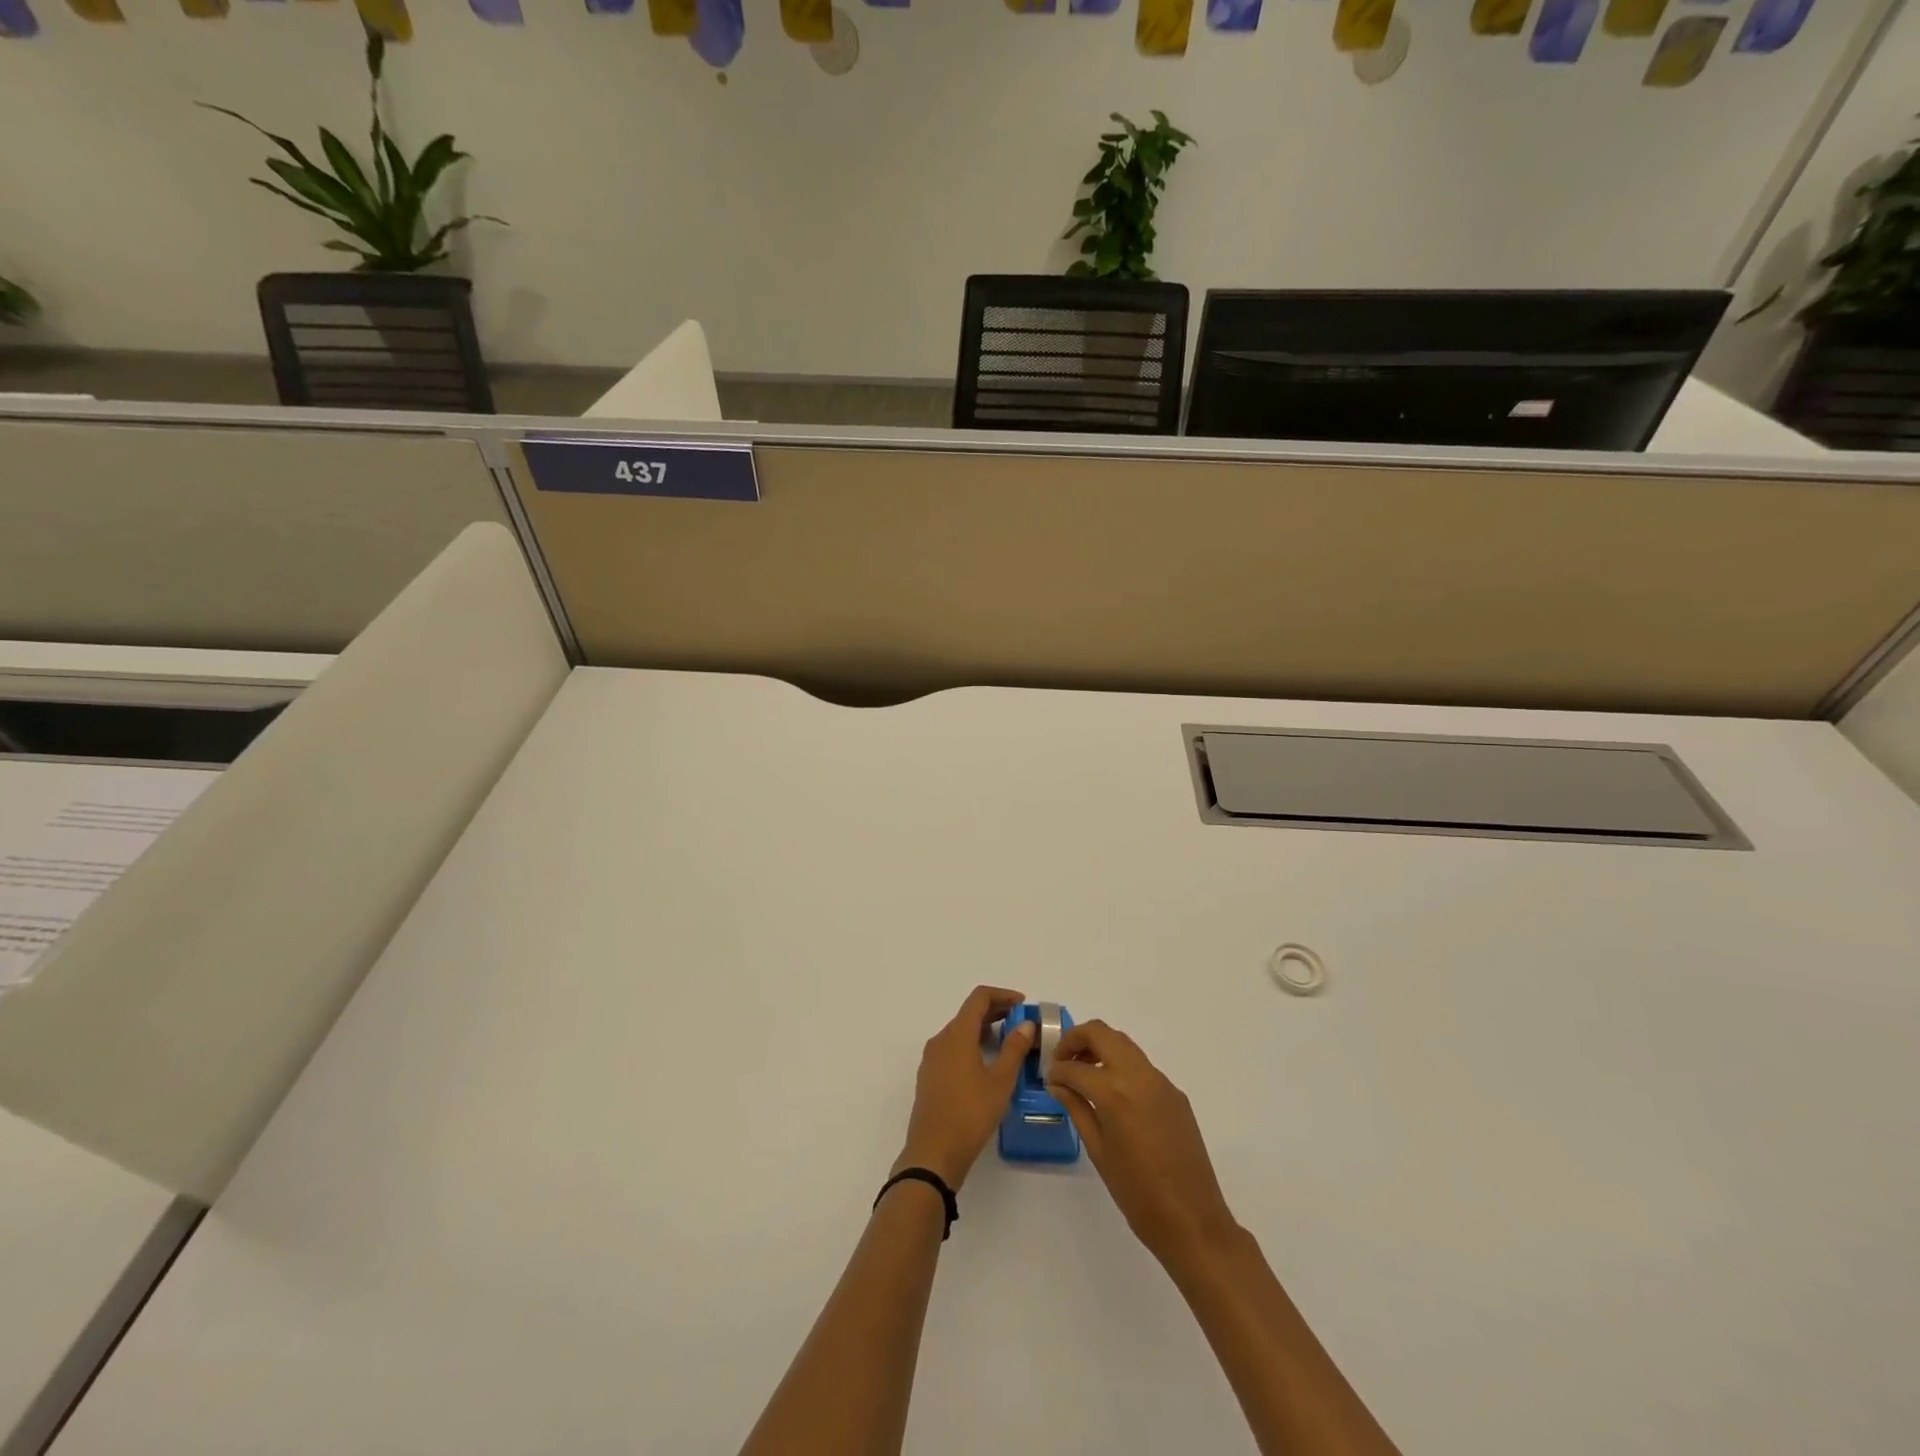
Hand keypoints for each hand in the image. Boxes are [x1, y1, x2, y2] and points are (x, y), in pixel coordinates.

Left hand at [894, 985, 1035, 1190]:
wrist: (933, 1153)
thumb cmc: (970, 1114)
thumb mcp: (1000, 1081)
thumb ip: (1014, 1049)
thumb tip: (1026, 1025)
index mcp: (957, 1034)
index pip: (979, 998)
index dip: (1003, 995)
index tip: (1023, 1004)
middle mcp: (941, 1039)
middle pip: (969, 1013)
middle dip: (996, 1012)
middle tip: (1021, 1023)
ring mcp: (932, 1058)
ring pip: (960, 1031)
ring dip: (984, 1029)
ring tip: (1009, 1042)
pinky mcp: (929, 1076)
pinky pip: (953, 1048)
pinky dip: (972, 1044)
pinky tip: (987, 1063)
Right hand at [1046, 1020, 1238, 1266]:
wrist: (1192, 1221)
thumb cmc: (1137, 1193)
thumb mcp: (1098, 1151)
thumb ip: (1077, 1108)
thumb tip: (1058, 1084)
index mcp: (1114, 1092)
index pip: (1075, 1067)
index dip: (1056, 1070)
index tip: (1049, 1079)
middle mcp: (1138, 1075)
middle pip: (1101, 1033)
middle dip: (1076, 1039)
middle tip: (1062, 1061)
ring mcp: (1160, 1081)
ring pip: (1123, 1043)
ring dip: (1100, 1048)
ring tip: (1084, 1074)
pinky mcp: (1175, 1092)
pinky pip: (1141, 1066)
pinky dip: (1121, 1066)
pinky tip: (1113, 1094)